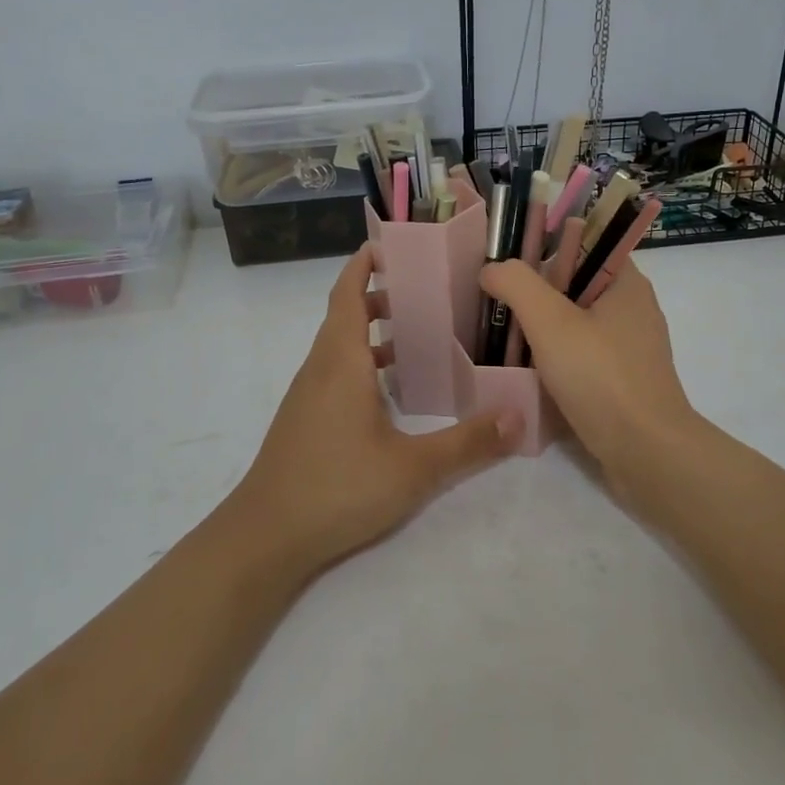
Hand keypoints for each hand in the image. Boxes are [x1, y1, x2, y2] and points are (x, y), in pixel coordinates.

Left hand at [225, 247, 518, 574]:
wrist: (265, 538)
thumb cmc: (337, 487)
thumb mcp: (413, 468)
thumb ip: (468, 442)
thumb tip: (518, 416)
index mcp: (341, 361)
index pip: (347, 293)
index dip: (364, 264)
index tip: (393, 246)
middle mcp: (320, 368)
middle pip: (345, 315)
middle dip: (380, 295)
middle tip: (426, 292)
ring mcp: (308, 396)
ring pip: (340, 346)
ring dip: (373, 332)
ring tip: (419, 335)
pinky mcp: (305, 421)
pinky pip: (336, 373)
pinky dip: (364, 364)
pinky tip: (393, 394)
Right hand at [479, 258, 702, 497]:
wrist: (646, 453)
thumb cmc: (601, 377)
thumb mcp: (550, 322)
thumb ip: (516, 285)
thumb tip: (491, 269)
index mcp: (627, 283)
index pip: (585, 243)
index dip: (546, 245)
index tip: (508, 262)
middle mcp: (633, 309)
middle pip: (576, 284)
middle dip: (537, 291)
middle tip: (496, 301)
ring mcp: (631, 349)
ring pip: (577, 323)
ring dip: (543, 328)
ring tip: (504, 334)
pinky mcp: (623, 381)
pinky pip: (583, 356)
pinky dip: (557, 357)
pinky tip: (529, 370)